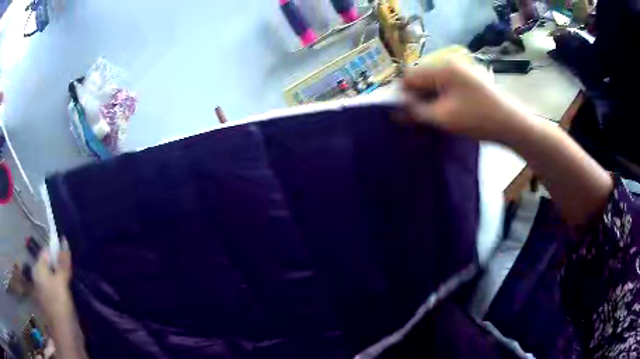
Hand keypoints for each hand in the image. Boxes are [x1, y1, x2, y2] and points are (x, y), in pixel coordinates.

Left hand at [33, 241, 73, 321]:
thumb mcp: (61, 281)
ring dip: (63, 277)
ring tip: (73, 279)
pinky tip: (71, 291)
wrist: (65, 335)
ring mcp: (46, 291)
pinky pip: (57, 288)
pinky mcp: (53, 302)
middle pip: (50, 265)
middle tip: (72, 268)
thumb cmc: (59, 304)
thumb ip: (62, 262)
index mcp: (37, 269)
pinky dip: (63, 287)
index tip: (68, 256)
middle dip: (60, 265)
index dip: (56, 252)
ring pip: (54, 277)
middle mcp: (39, 278)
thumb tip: (64, 239)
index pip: (46, 252)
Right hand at [403, 60, 519, 141]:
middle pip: (422, 79)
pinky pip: (446, 87)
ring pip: (434, 84)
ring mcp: (460, 71)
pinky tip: (446, 113)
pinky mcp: (468, 80)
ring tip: (433, 118)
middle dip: (417, 98)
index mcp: (442, 68)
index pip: (410, 76)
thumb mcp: (443, 117)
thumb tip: (395, 111)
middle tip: (419, 120)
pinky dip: (441, 99)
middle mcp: (449, 64)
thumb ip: (416, 112)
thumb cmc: (477, 119)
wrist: (511, 124)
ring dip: (429, 100)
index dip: (403, 95)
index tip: (403, 115)